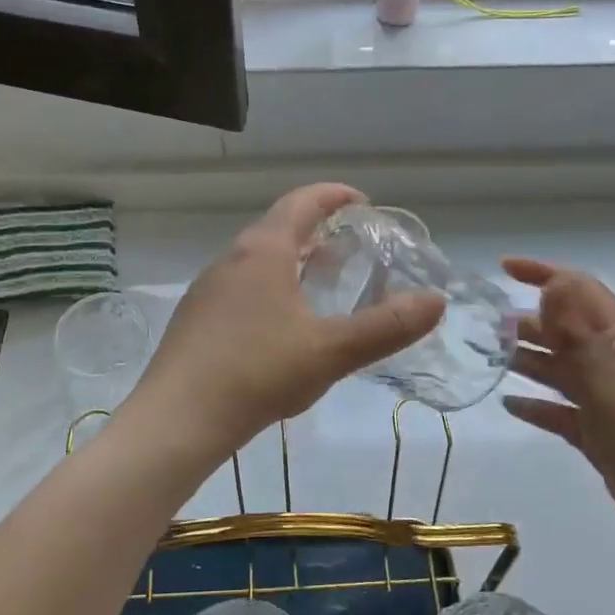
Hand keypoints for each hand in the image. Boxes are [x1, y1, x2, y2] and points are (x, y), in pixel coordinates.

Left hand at [132, 185, 444, 453]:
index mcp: (263, 251)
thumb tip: (437, 301)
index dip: (335, 195)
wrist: (177, 418)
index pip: (302, 202)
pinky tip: (280, 326)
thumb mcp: (330, 351)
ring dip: (292, 261)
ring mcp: (208, 287)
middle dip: (317, 230)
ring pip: (258, 259)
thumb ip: (386, 327)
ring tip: (321, 285)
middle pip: (279, 227)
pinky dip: (270, 287)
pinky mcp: (196, 317)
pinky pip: (241, 286)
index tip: (363, 203)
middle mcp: (231, 258)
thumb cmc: (257, 373)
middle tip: (351, 249)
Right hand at [501, 258, 614, 569]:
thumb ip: (577, 333)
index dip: (545, 273)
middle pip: (565, 330)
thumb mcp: (608, 381)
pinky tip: (509, 405)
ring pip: (560, 370)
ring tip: (486, 356)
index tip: (503, 268)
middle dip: (527, 321)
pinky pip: (561, 411)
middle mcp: (614, 365)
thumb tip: (553, 283)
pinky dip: (536, 405)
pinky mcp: (601, 437)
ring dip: (526, 359)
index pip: (581, 291)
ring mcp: (608, 402)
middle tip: (482, 324)